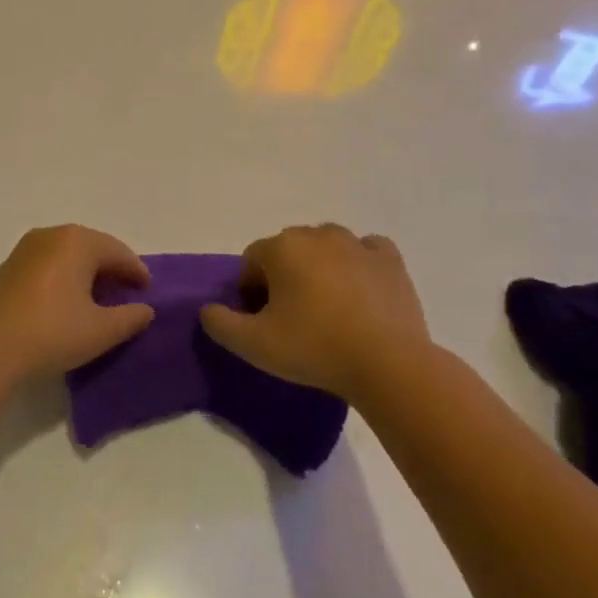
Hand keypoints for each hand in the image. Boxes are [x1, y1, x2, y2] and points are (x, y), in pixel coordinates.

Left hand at [0, 225, 154, 381]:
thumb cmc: (52, 333)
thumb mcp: (101, 331)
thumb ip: (130, 318)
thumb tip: (145, 310)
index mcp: (77, 241)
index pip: (118, 252)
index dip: (137, 272)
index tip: (148, 292)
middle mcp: (51, 235)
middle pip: (92, 248)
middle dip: (111, 269)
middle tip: (125, 293)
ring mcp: (24, 249)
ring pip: (66, 255)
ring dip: (85, 273)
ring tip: (96, 300)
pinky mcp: (6, 268)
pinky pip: (46, 266)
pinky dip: (62, 278)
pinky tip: (64, 304)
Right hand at [200, 224, 429, 399]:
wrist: (388, 363)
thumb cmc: (315, 348)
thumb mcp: (254, 345)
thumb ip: (220, 324)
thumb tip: (207, 309)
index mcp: (282, 247)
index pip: (251, 261)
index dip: (251, 291)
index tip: (263, 322)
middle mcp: (317, 234)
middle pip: (288, 250)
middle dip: (284, 277)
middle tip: (293, 319)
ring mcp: (357, 243)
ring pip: (326, 246)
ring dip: (320, 268)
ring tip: (328, 308)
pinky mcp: (389, 260)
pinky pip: (367, 251)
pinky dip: (360, 264)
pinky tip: (361, 291)